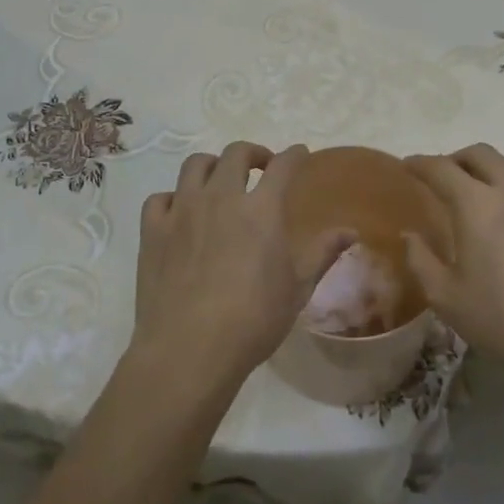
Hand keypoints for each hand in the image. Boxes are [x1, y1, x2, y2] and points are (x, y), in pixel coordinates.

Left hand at [132, 142, 355, 392]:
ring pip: (195, 165)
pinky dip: (173, 199)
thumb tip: (350, 231)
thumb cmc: (253, 321)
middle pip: (235, 153)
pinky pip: (160, 198)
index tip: (299, 154)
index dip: (294, 155)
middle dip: (252, 153)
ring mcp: (182, 211)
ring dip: (212, 166)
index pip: (282, 166)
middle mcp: (221, 197)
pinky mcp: (152, 230)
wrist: (189, 350)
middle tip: (260, 167)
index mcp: (261, 209)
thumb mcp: (297, 289)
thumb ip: (322, 253)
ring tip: (219, 181)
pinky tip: (179, 213)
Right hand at [403, 144, 503, 379]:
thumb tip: (410, 235)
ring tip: (481, 188)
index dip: (420, 163)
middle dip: (456, 158)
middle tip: (443, 176)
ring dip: (490, 167)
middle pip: (480, 154)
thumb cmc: (502, 319)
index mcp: (476, 205)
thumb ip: (420, 260)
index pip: (441, 168)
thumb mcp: (446, 298)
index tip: (407, 165)